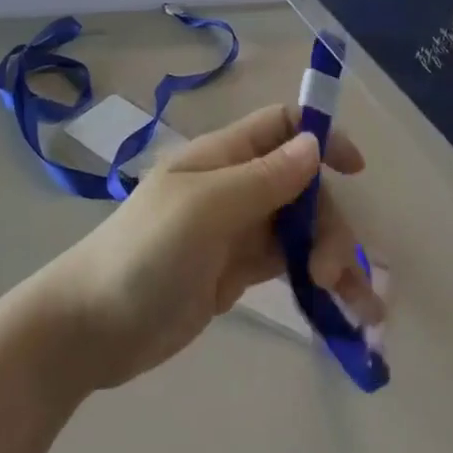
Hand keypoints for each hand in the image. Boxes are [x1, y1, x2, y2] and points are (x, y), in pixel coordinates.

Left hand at [36, 106, 379, 390]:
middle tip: (333, 272)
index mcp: (223, 157)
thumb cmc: (145, 254)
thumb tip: (314, 144)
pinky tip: (342, 312)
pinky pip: (289, 266)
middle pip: (302, 186)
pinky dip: (318, 282)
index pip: (280, 126)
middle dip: (329, 222)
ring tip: (359, 309)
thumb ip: (262, 179)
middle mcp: (234, 187)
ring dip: (334, 258)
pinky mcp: (236, 272)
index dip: (321, 136)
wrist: (93, 326)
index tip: (356, 170)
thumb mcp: (204, 209)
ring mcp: (236, 231)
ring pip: (301, 229)